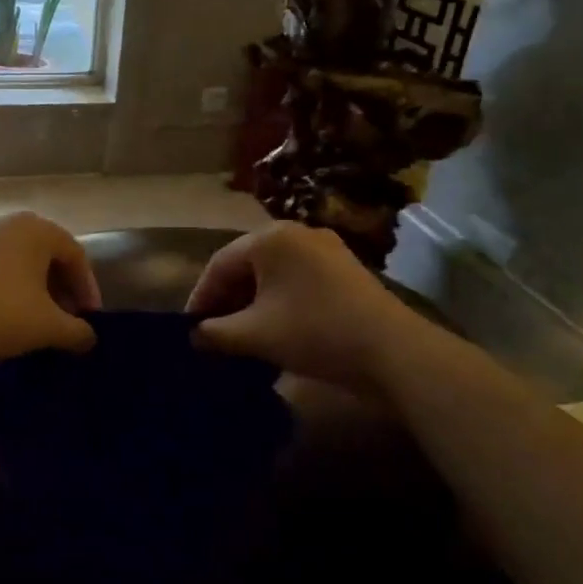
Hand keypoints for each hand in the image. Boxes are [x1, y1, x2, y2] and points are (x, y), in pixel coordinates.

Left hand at [0, 212, 100, 364]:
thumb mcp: (48, 327)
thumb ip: (77, 331)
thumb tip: (88, 338)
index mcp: (35, 229)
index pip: (75, 255)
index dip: (88, 288)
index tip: (91, 319)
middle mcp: (6, 222)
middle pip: (46, 254)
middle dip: (62, 288)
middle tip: (68, 319)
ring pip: (19, 260)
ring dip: (36, 288)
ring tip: (40, 319)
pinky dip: (10, 286)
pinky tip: (9, 314)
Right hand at [186, 222, 399, 385]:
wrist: (393, 351)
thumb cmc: (313, 332)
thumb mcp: (254, 335)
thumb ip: (215, 332)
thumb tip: (194, 335)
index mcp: (270, 238)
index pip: (220, 264)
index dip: (200, 297)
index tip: (189, 328)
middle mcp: (297, 233)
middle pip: (247, 265)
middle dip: (227, 299)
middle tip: (213, 332)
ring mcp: (326, 249)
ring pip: (273, 274)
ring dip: (252, 303)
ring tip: (241, 334)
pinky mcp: (345, 270)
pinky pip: (298, 281)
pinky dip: (279, 301)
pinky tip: (275, 328)